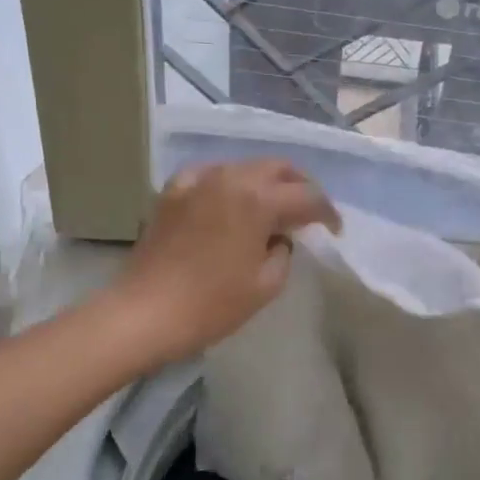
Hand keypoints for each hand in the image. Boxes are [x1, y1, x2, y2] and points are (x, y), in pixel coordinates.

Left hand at [115, 161, 339, 364]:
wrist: (145, 312)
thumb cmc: (212, 303)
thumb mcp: (266, 284)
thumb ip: (284, 251)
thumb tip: (279, 237)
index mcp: (258, 199)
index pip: (307, 195)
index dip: (327, 212)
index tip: (334, 230)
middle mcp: (230, 177)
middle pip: (278, 168)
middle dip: (300, 187)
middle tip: (308, 212)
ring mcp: (198, 180)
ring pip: (244, 167)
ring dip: (265, 183)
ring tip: (271, 209)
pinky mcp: (173, 190)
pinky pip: (211, 176)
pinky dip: (228, 185)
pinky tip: (228, 203)